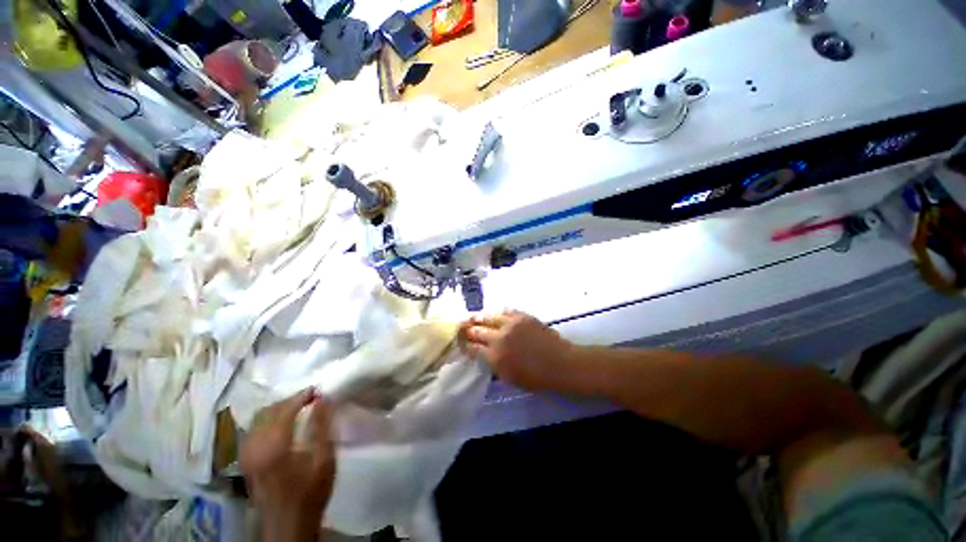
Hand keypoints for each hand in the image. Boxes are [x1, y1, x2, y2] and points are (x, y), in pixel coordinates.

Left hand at [240, 390, 335, 541]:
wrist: (288, 524)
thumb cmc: (310, 491)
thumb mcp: (324, 458)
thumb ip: (322, 426)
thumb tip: (323, 399)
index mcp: (274, 446)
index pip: (285, 409)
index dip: (301, 396)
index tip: (317, 390)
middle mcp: (254, 447)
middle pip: (268, 411)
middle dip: (290, 400)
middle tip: (310, 397)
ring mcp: (246, 454)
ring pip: (258, 419)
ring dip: (278, 409)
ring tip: (298, 407)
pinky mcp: (245, 461)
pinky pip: (253, 430)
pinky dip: (269, 420)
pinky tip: (282, 423)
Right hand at [460, 310, 575, 390]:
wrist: (561, 363)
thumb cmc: (536, 378)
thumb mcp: (509, 377)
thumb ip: (493, 364)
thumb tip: (483, 354)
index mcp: (495, 357)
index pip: (472, 347)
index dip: (465, 345)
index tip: (462, 344)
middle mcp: (499, 338)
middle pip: (476, 330)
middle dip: (466, 329)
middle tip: (461, 328)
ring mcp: (510, 324)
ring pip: (487, 316)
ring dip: (477, 318)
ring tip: (472, 318)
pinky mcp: (521, 316)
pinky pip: (503, 310)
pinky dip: (495, 313)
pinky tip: (493, 314)